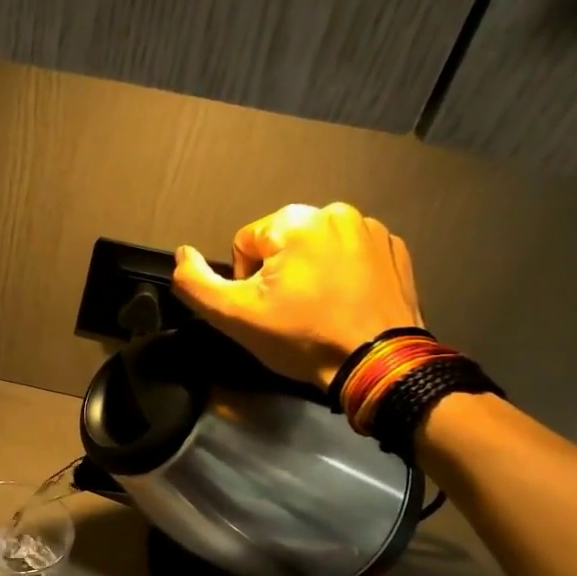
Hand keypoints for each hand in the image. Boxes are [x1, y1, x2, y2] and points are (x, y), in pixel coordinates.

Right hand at [173, 202, 424, 387]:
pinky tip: (346, 303)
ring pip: (316, 248)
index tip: (267, 310)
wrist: (377, 364)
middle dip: (279, 274)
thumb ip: (195, 282)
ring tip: (320, 309)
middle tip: (291, 313)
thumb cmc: (303, 337)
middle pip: (281, 243)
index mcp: (295, 220)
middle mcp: (335, 211)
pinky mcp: (395, 249)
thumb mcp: (235, 315)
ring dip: (311, 272)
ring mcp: (371, 229)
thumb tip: (182, 254)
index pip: (245, 244)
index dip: (246, 281)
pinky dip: (344, 274)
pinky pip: (351, 255)